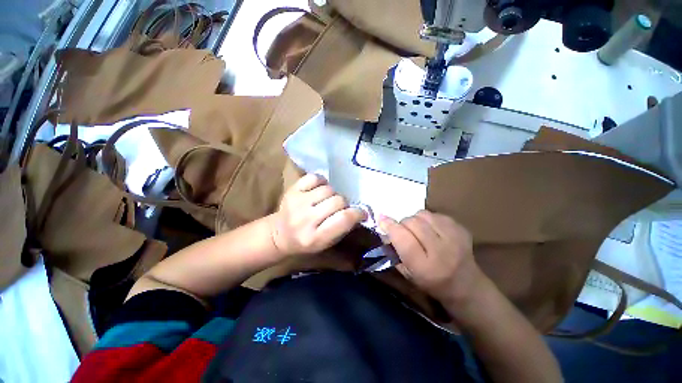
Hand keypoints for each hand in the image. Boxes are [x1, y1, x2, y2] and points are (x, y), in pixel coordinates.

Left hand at [270, 174, 365, 255]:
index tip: (361, 212)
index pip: (344, 219)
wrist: (279, 234)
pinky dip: (321, 182)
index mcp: (315, 238)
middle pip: (338, 201)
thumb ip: (343, 228)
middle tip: (341, 208)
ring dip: (333, 194)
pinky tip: (319, 189)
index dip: (358, 213)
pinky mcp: (292, 190)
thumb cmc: (307, 242)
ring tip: (329, 200)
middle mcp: (305, 219)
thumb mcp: (327, 243)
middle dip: (345, 204)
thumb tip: (359, 212)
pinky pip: (315, 178)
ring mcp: (297, 202)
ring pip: (328, 189)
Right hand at [379, 210, 485, 303]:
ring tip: (419, 230)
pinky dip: (428, 219)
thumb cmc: (431, 282)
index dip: (390, 226)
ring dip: (415, 220)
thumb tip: (384, 228)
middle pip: (412, 222)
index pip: (403, 238)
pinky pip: (435, 214)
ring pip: (423, 214)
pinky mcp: (461, 229)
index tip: (382, 220)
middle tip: (404, 232)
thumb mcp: (407, 273)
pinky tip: (432, 230)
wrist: (466, 285)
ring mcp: (454, 237)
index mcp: (425, 266)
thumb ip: (393, 250)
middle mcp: (441, 250)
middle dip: (403, 224)